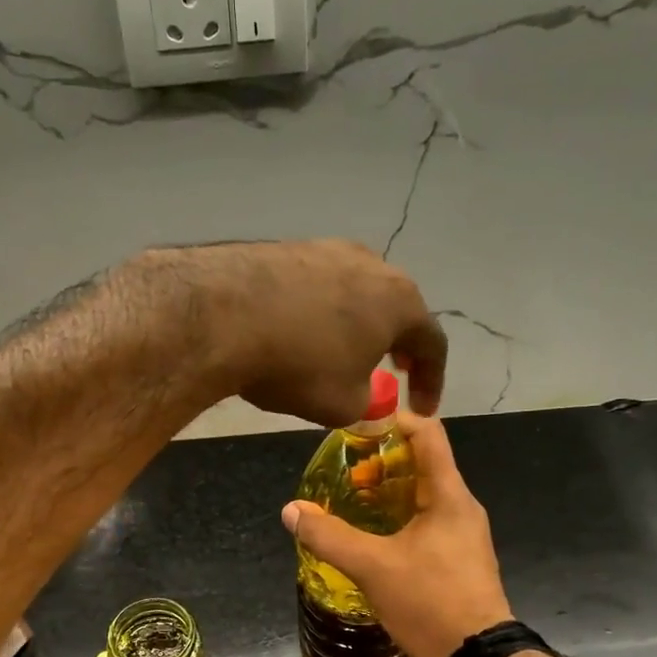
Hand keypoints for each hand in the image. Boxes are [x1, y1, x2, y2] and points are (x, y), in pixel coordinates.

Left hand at [139, 239, 446, 425]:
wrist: (224, 314)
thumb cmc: (300, 364)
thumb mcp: (343, 405)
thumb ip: (367, 405)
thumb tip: (368, 402)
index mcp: (400, 301)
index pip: (432, 343)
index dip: (431, 381)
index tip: (422, 409)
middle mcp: (371, 265)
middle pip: (395, 309)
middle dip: (395, 344)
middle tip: (392, 370)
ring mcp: (327, 249)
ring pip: (353, 293)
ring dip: (354, 326)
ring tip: (340, 353)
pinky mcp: (286, 248)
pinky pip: (314, 287)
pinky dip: (316, 313)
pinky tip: (297, 333)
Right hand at [281, 411, 513, 656]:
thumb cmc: (431, 601)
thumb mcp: (372, 567)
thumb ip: (330, 536)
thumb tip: (292, 510)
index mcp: (448, 495)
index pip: (427, 433)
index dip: (392, 420)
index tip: (356, 428)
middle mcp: (461, 506)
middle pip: (422, 463)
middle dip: (381, 462)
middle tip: (344, 474)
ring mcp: (463, 533)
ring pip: (423, 495)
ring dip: (388, 493)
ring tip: (351, 504)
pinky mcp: (459, 557)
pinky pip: (427, 521)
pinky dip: (398, 518)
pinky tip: (372, 538)